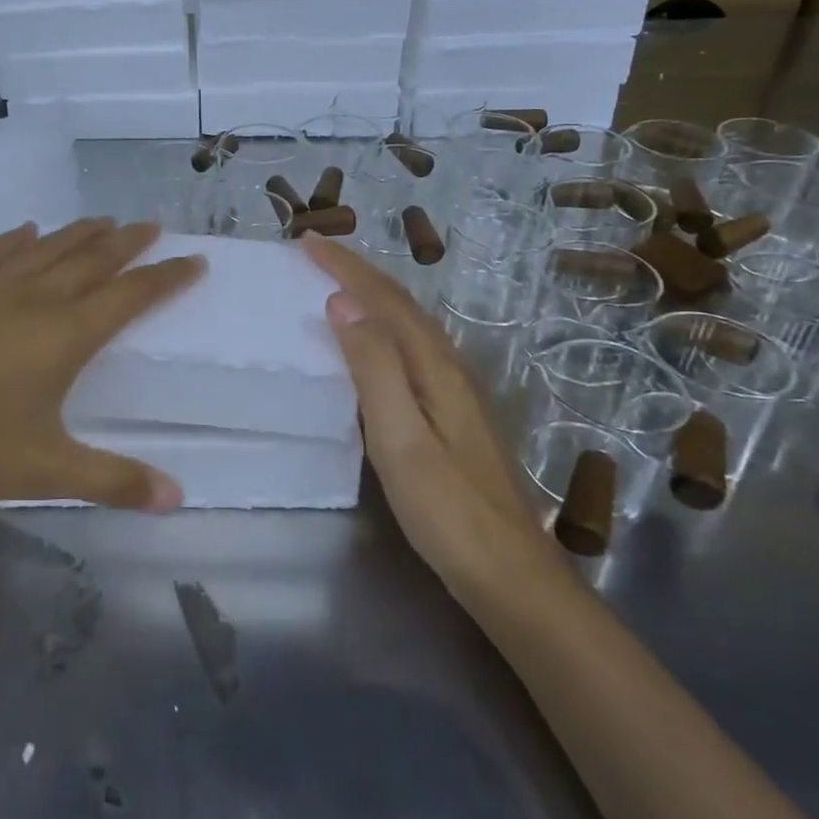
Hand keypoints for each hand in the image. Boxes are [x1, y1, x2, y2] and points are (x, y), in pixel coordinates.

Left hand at [0, 219, 204, 512]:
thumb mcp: (43, 470)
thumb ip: (112, 481)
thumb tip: (177, 497)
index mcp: (64, 334)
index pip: (130, 296)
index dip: (166, 278)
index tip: (194, 260)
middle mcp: (34, 299)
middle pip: (92, 260)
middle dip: (127, 243)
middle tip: (153, 226)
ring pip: (47, 249)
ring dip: (80, 232)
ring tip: (104, 220)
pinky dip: (17, 239)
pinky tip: (25, 231)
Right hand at [302, 236, 560, 594]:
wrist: (511, 577)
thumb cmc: (447, 511)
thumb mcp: (401, 439)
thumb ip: (374, 368)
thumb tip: (343, 303)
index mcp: (435, 368)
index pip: (385, 300)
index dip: (346, 267)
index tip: (307, 241)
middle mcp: (449, 369)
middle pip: (401, 305)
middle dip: (358, 272)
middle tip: (315, 252)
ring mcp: (455, 393)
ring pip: (408, 325)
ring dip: (371, 295)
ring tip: (336, 282)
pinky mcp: (452, 415)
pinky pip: (409, 348)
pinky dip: (382, 327)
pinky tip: (372, 342)